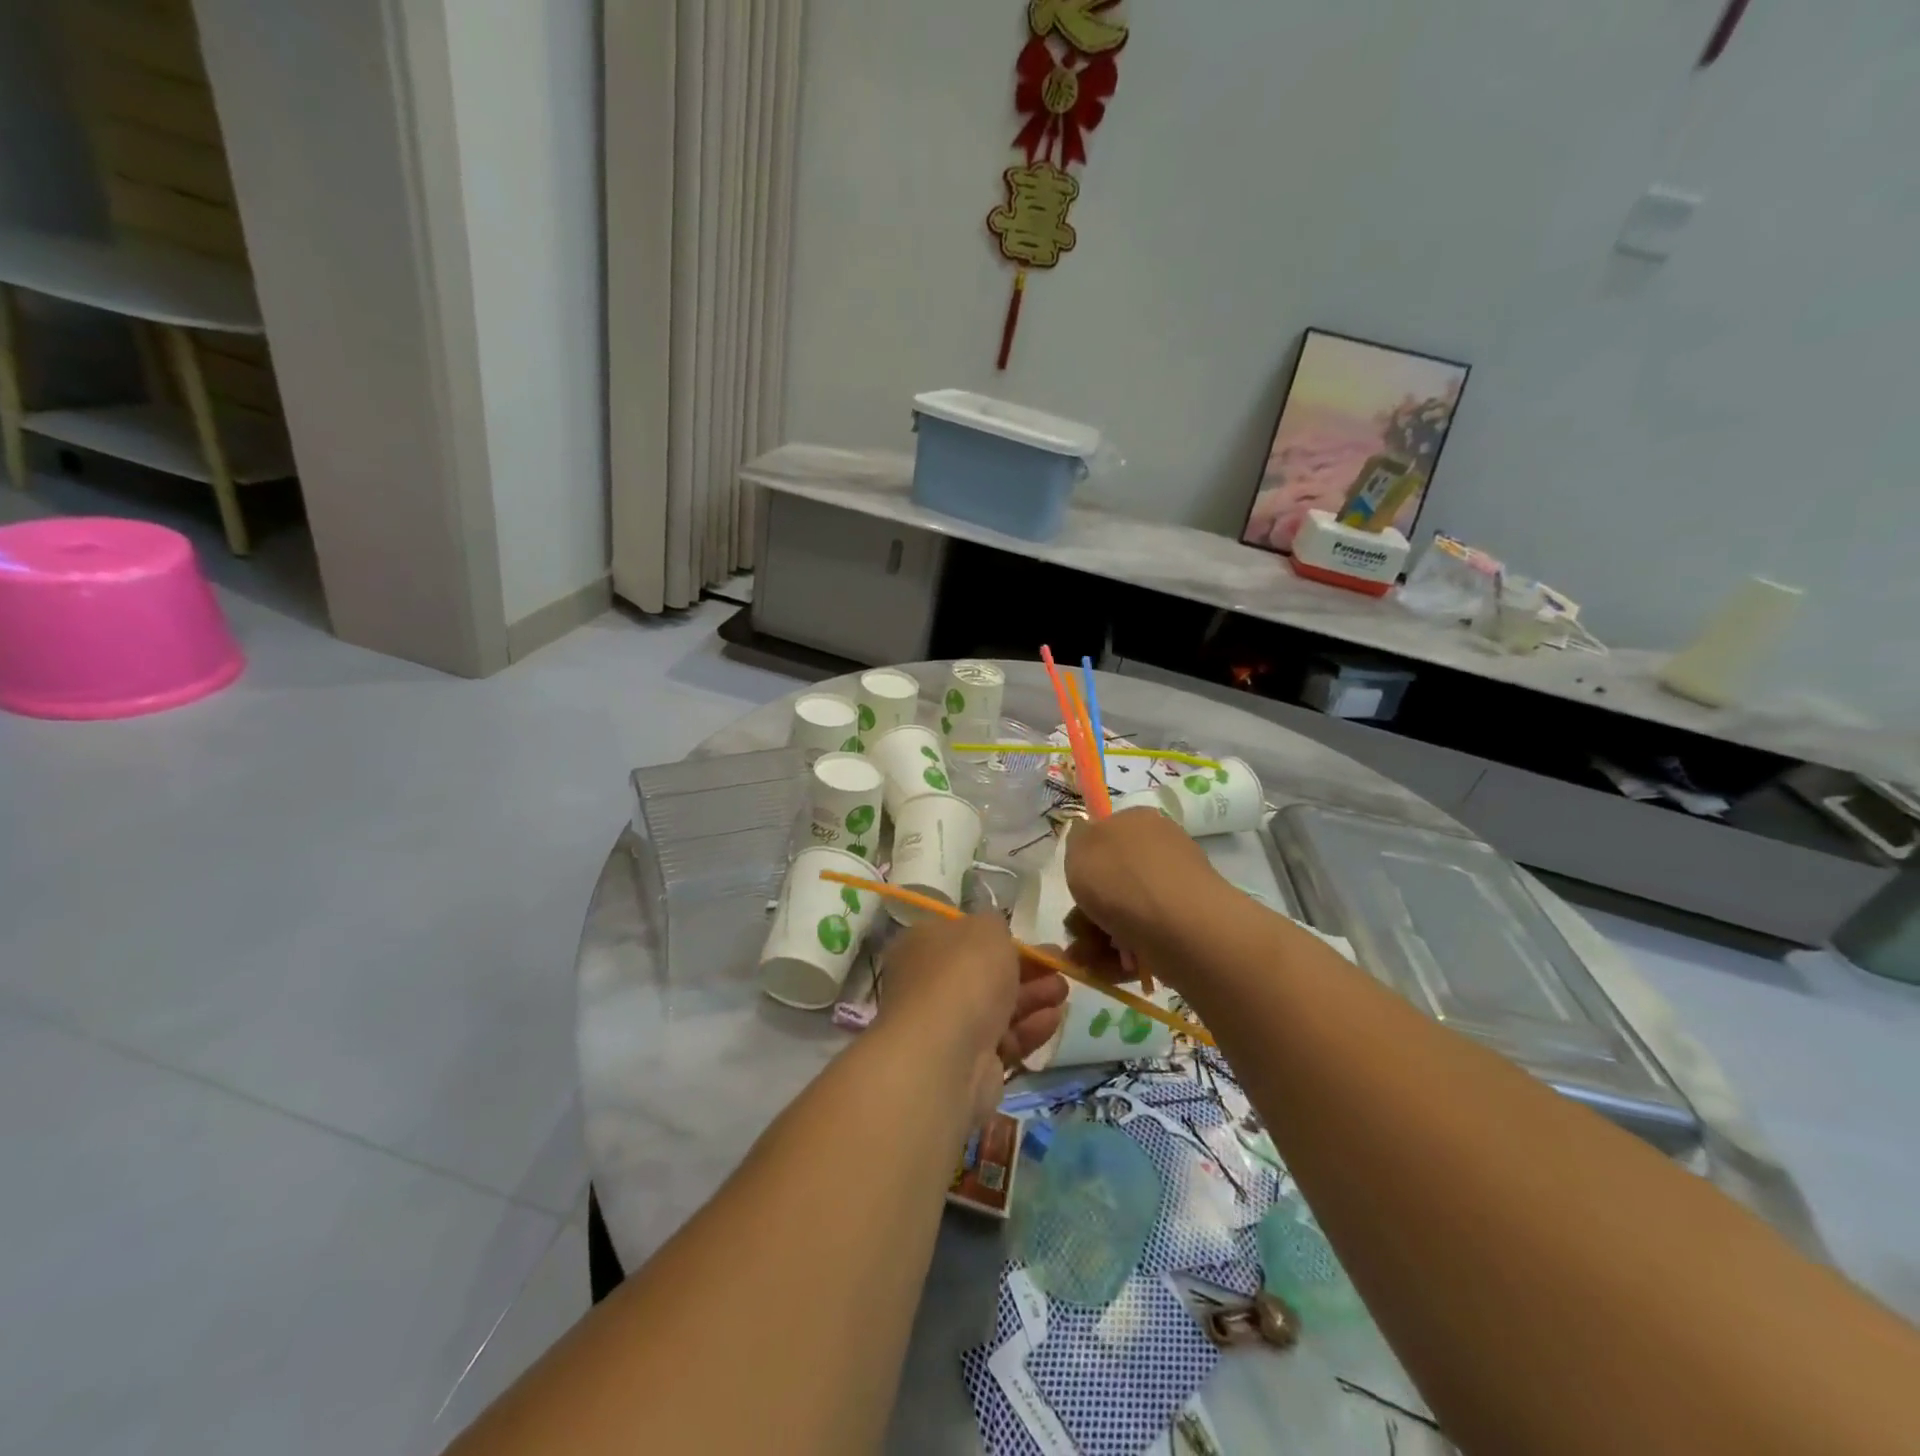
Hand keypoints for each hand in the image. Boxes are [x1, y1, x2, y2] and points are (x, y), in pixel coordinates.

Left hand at [878, 912, 1066, 1120]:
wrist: (947, 1055)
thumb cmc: (963, 976)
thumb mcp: (986, 929)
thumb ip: (996, 926)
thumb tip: (996, 934)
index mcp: (922, 946)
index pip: (962, 936)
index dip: (998, 937)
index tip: (1031, 939)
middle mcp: (929, 986)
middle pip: (984, 973)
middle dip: (1026, 968)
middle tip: (1059, 964)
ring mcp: (948, 1027)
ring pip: (998, 1007)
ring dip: (1034, 996)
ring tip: (1064, 991)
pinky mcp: (970, 1064)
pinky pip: (1005, 1039)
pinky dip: (1030, 1027)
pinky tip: (1055, 1018)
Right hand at [1063, 807, 1223, 989]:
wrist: (1178, 925)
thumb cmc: (1121, 878)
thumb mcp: (1079, 846)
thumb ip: (1078, 839)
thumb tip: (1087, 838)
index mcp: (1139, 821)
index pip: (1107, 835)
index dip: (1086, 862)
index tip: (1076, 885)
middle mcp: (1161, 850)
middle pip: (1113, 880)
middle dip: (1089, 910)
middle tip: (1077, 930)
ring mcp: (1175, 889)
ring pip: (1125, 912)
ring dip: (1100, 937)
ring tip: (1089, 957)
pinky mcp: (1185, 925)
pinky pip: (1145, 937)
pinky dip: (1124, 953)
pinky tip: (1111, 966)